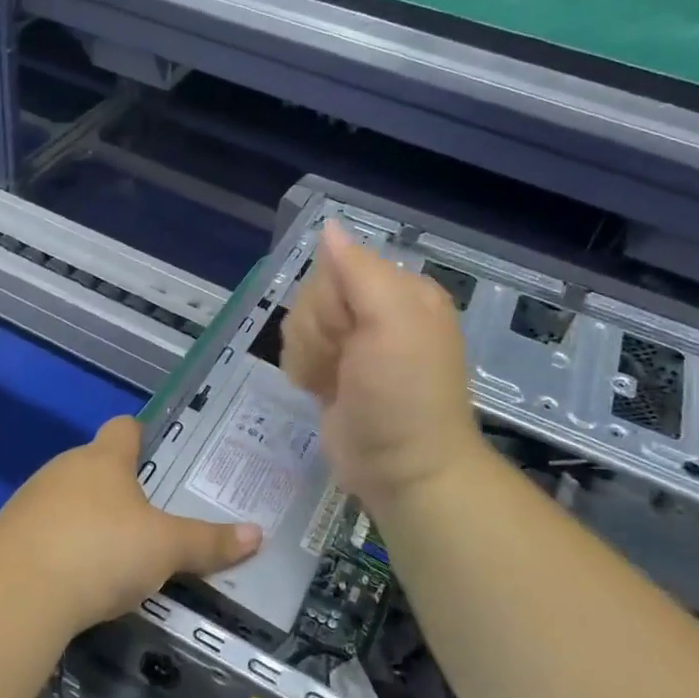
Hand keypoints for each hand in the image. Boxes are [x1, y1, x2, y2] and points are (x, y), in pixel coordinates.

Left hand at [0, 417, 261, 630]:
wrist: (16, 593)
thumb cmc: (101, 550)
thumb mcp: (165, 549)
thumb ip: (208, 542)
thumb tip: (257, 533)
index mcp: (104, 459)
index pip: (124, 428)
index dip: (141, 435)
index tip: (156, 450)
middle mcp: (64, 469)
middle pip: (95, 465)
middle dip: (119, 486)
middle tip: (150, 516)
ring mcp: (30, 501)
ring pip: (68, 499)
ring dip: (89, 519)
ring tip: (116, 552)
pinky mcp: (8, 537)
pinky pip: (46, 533)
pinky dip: (63, 547)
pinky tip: (78, 578)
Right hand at [281, 223, 484, 508]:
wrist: (402, 470)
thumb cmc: (403, 395)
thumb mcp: (392, 323)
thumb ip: (359, 271)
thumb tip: (329, 227)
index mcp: (399, 291)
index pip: (336, 266)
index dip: (330, 302)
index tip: (350, 335)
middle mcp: (376, 310)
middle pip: (312, 294)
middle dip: (317, 331)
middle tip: (345, 363)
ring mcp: (352, 343)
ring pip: (298, 322)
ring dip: (307, 354)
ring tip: (333, 382)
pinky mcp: (332, 370)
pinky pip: (295, 348)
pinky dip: (301, 369)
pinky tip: (320, 389)